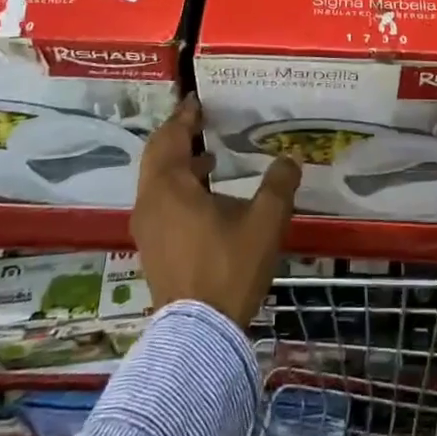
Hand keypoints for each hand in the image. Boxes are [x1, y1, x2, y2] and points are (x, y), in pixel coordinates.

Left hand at [131, 94, 300, 326]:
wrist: (199, 334)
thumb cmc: (229, 267)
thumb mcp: (264, 222)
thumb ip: (278, 185)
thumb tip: (290, 159)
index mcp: (169, 186)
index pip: (170, 137)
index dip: (184, 116)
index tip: (197, 100)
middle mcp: (149, 202)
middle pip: (157, 156)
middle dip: (177, 136)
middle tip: (200, 122)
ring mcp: (146, 228)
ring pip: (156, 181)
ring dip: (178, 164)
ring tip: (209, 158)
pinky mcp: (151, 248)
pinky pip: (159, 203)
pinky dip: (177, 188)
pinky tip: (205, 198)